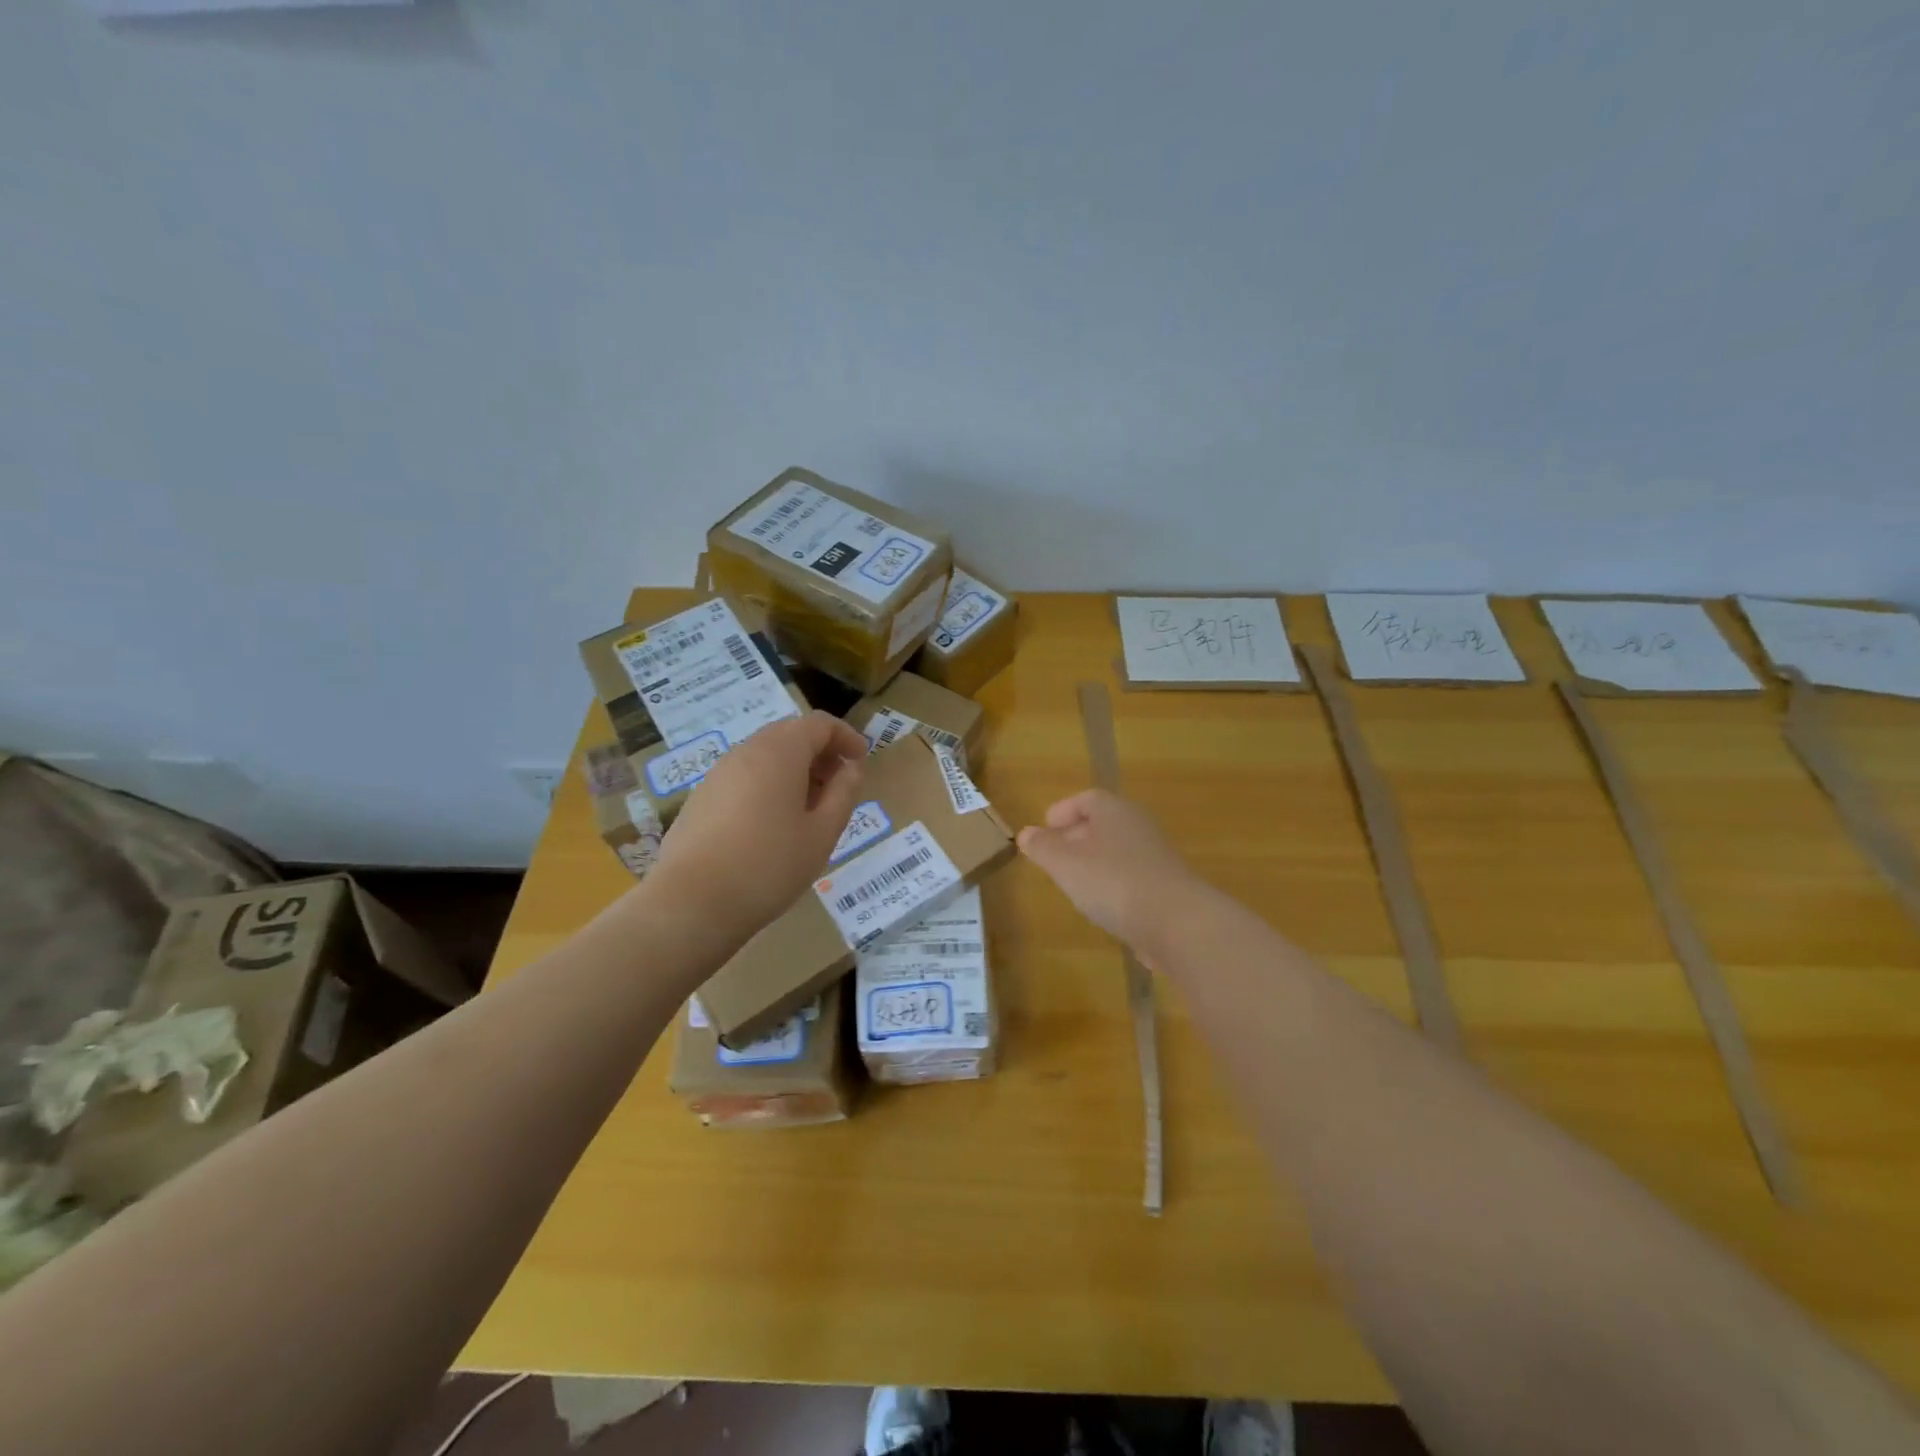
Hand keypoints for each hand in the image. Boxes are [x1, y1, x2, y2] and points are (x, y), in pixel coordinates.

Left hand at [647, 711, 867, 940]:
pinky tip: (773, 824)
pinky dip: (768, 784)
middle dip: (820, 752)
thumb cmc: (769, 866)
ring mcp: (718, 773)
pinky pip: (744, 776)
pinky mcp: (702, 797)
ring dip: (794, 769)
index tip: (861, 760)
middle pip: (790, 734)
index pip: (819, 724)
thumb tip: (851, 768)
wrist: (691, 903)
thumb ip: (843, 793)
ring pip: (765, 755)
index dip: (845, 736)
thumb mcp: (822, 833)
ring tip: (810, 808)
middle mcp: (746, 752)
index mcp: (780, 752)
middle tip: (839, 784)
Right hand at [1017, 789, 1201, 954]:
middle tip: (1052, 855)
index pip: (1087, 799)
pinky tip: (1100, 905)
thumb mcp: (1066, 864)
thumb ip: (1043, 847)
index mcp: (1115, 811)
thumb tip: (1025, 833)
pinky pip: (1130, 875)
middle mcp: (1138, 827)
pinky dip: (1111, 883)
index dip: (1064, 811)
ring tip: (1071, 881)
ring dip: (1093, 861)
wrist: (1177, 923)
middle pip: (1103, 823)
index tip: (1045, 827)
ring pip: (1116, 850)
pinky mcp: (1165, 886)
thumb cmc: (1114, 882)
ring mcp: (1156, 857)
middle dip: (1075, 836)